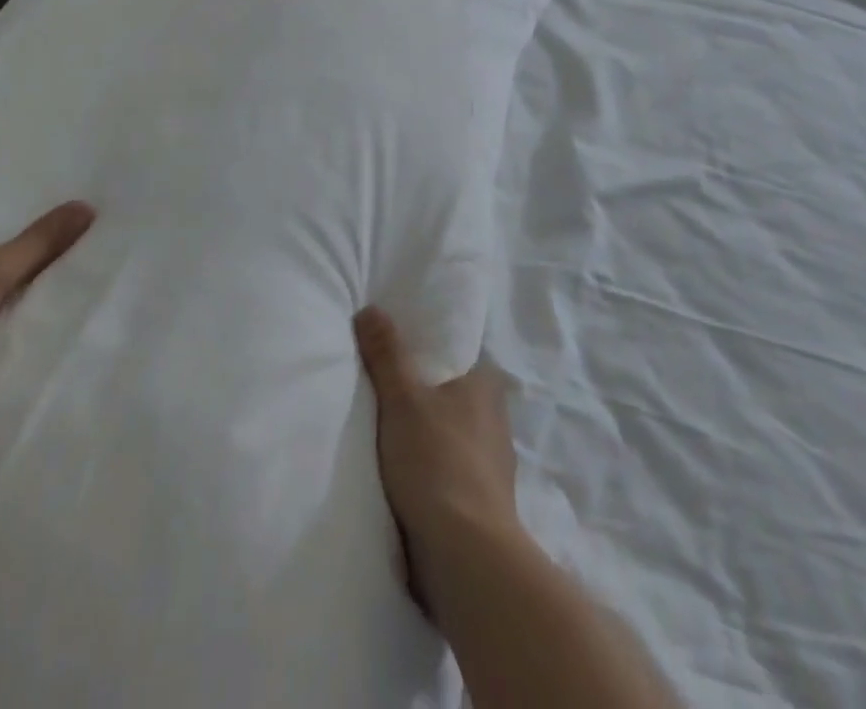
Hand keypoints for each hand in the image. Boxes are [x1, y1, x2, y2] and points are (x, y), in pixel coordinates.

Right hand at [354, 306, 521, 617]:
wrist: (467, 558)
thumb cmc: (437, 461)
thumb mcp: (402, 397)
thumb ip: (386, 353)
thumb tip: (371, 308)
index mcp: (485, 384)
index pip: (455, 353)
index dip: (426, 350)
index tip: (396, 352)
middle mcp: (495, 418)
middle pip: (450, 394)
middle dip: (424, 395)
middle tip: (383, 389)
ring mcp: (492, 464)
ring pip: (451, 435)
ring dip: (426, 437)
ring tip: (387, 434)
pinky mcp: (482, 503)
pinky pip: (449, 472)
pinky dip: (431, 471)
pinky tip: (405, 476)